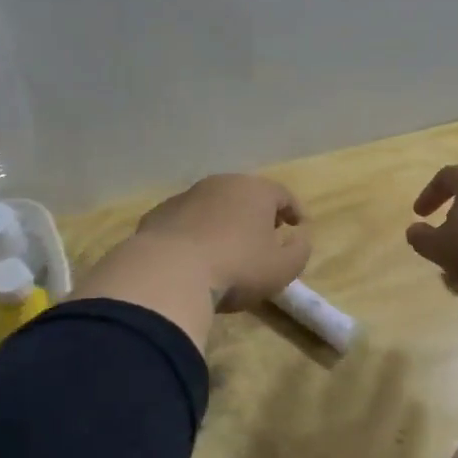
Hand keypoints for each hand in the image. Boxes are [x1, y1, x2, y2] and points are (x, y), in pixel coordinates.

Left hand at [134, 174, 309, 311]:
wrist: (167, 274)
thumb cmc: (236, 267)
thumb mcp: (282, 267)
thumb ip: (300, 250)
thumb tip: (300, 237)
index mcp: (255, 190)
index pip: (282, 194)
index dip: (294, 211)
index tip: (299, 227)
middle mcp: (220, 184)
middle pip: (246, 195)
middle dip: (258, 213)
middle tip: (265, 234)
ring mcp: (185, 197)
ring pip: (213, 206)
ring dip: (224, 222)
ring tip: (228, 247)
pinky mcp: (158, 215)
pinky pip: (186, 221)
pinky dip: (195, 233)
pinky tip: (194, 256)